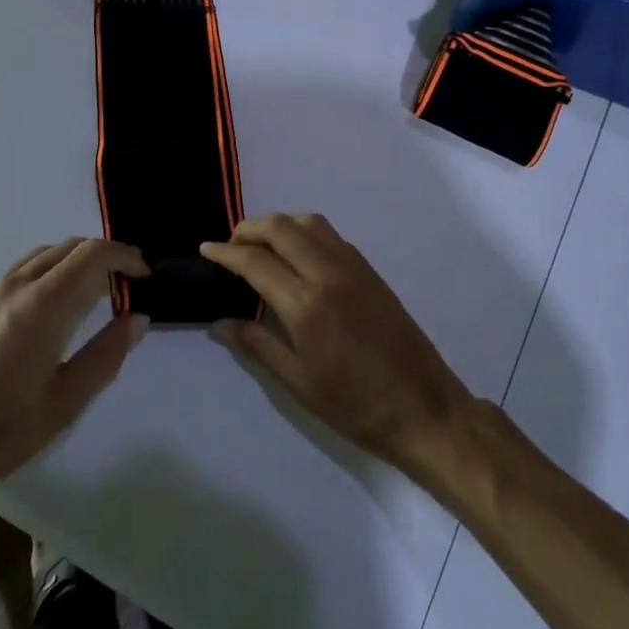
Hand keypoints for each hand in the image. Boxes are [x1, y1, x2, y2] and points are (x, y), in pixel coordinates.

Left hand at [0, 238, 149, 501]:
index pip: (93, 255)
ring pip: (46, 254)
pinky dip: (52, 269)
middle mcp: (17, 286)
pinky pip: (25, 268)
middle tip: (128, 284)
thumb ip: (106, 354)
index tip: (145, 276)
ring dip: (77, 260)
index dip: (125, 256)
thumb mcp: (65, 401)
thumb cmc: (1, 431)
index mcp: (43, 305)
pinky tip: (57, 304)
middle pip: (70, 247)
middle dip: (105, 256)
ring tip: (97, 291)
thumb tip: (138, 318)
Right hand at [202, 214, 471, 474]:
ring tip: (262, 246)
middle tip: (231, 245)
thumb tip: (219, 322)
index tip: (205, 249)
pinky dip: (305, 233)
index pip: (255, 261)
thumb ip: (257, 345)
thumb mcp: (298, 383)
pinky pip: (330, 235)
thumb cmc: (355, 405)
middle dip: (249, 228)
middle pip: (281, 227)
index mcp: (306, 305)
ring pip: (309, 222)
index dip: (225, 252)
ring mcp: (353, 267)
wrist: (423, 406)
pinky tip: (298, 257)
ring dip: (279, 224)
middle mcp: (328, 273)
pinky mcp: (370, 270)